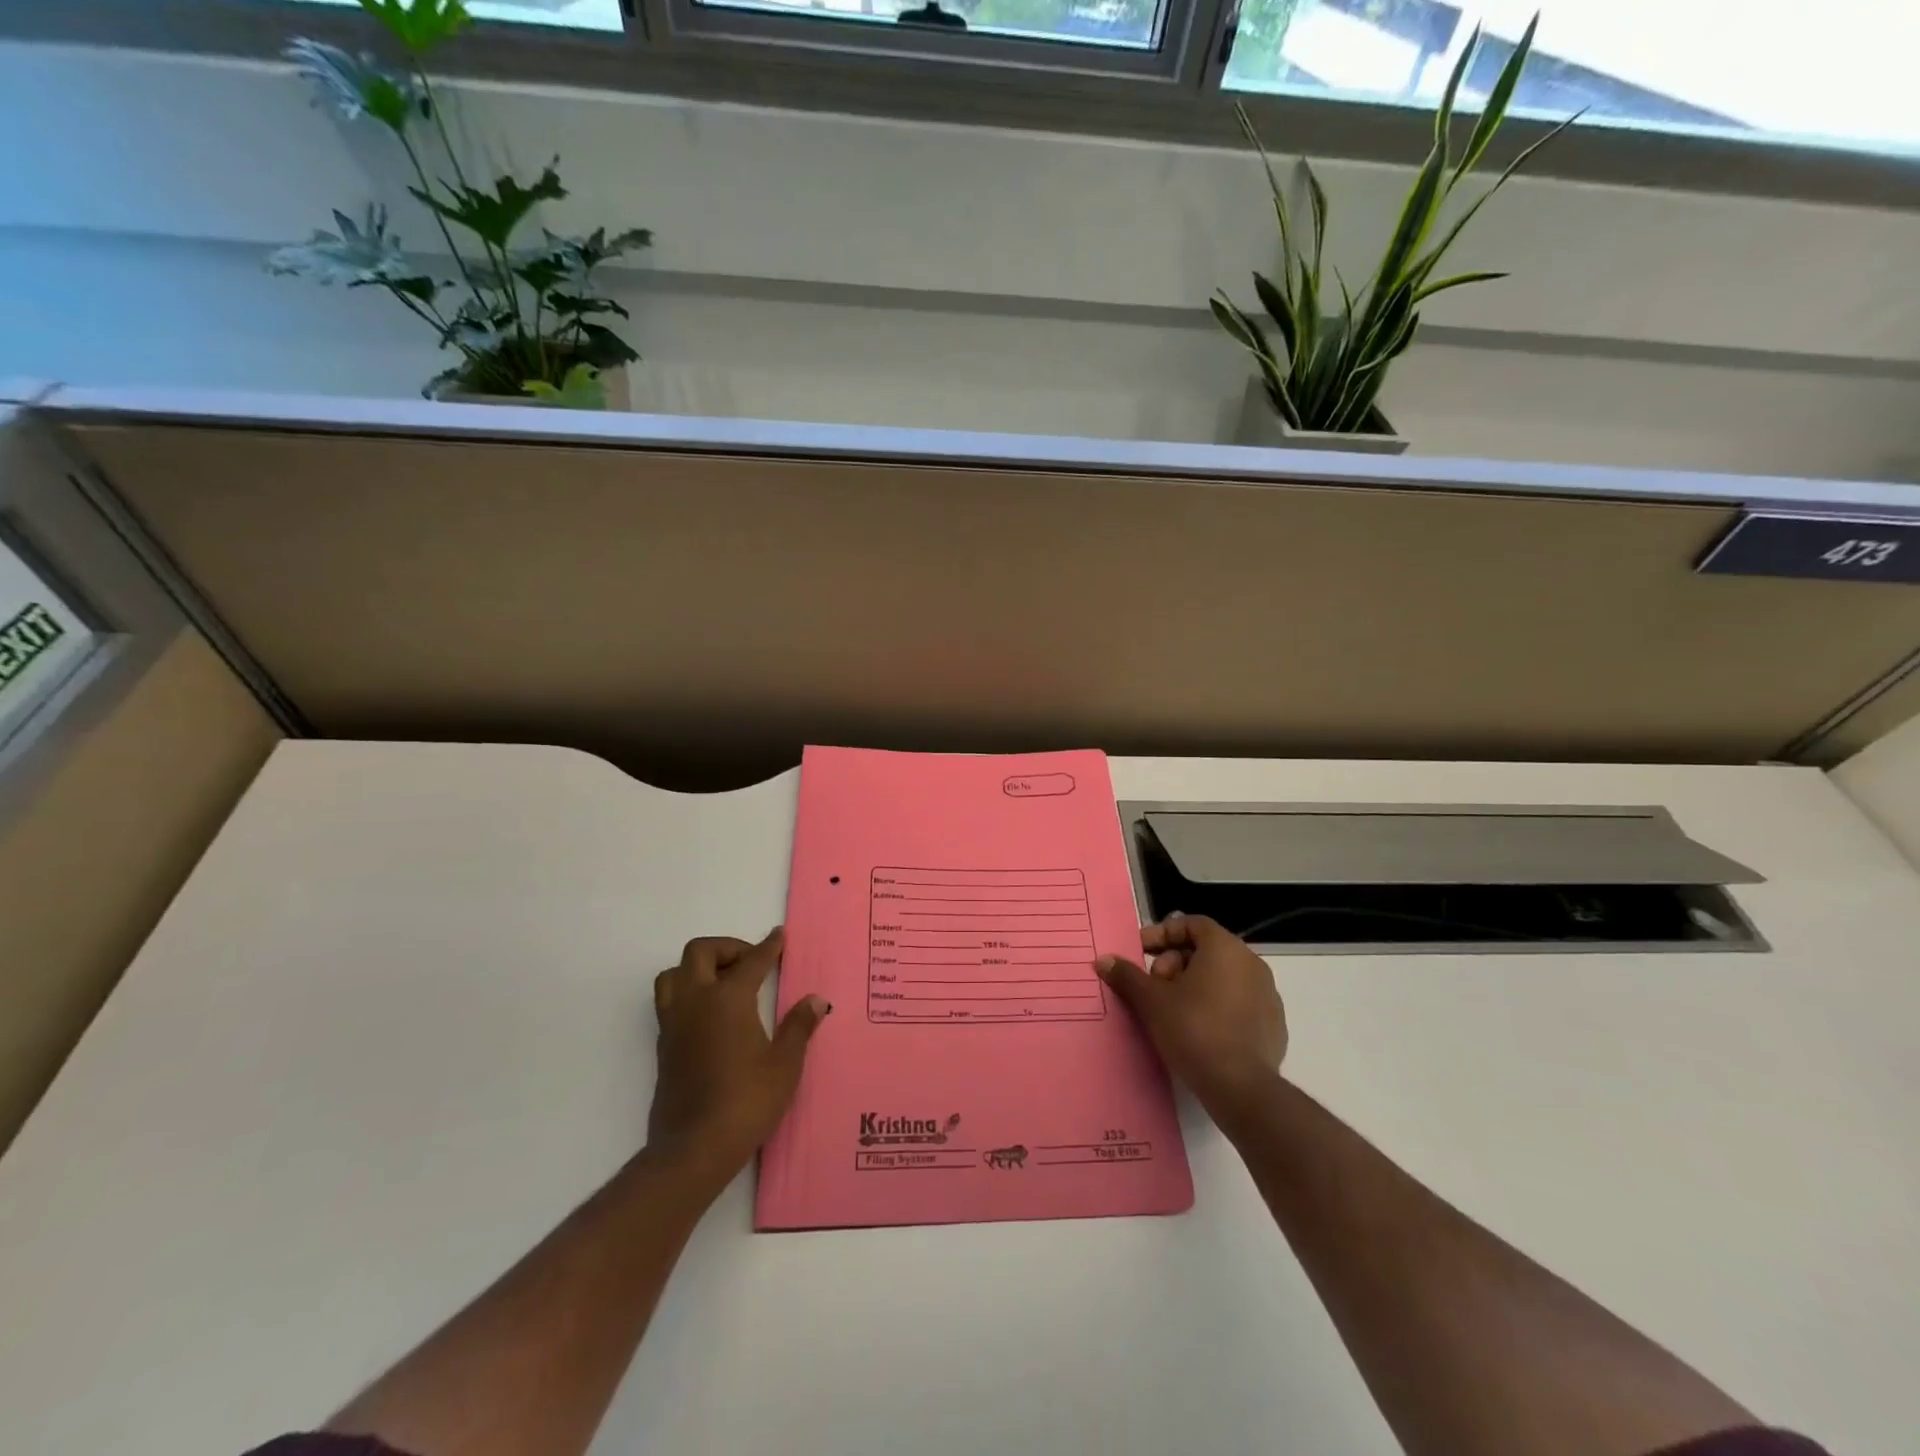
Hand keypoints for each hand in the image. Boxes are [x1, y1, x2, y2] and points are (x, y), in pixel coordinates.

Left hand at [648, 929, 828, 1183]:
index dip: (769, 947)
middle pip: (700, 952)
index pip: (751, 961)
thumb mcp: (784, 1064)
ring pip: (674, 974)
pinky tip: (711, 1014)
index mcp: (728, 999)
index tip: (778, 936)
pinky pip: (670, 1002)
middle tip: (751, 961)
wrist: (694, 1149)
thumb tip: (815, 1000)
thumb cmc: (746, 1101)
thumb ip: (798, 1026)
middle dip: (727, 948)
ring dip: (697, 968)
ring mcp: (674, 1024)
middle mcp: (696, 1002)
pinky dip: (689, 994)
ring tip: (723, 982)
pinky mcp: (663, 1046)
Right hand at [1097, 912, 1286, 1123]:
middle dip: (1174, 964)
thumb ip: (1127, 975)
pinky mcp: (1273, 1025)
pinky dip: (1215, 1006)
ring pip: (1222, 977)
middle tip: (1154, 987)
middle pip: (1205, 950)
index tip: (1141, 952)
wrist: (1241, 1088)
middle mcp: (1251, 964)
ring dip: (1193, 986)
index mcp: (1226, 948)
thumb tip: (1103, 960)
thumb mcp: (1151, 1001)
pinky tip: (1198, 1031)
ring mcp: (1267, 995)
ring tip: (1171, 1011)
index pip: (1192, 924)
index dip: (1162, 934)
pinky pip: (1237, 1003)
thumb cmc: (1193, 1030)